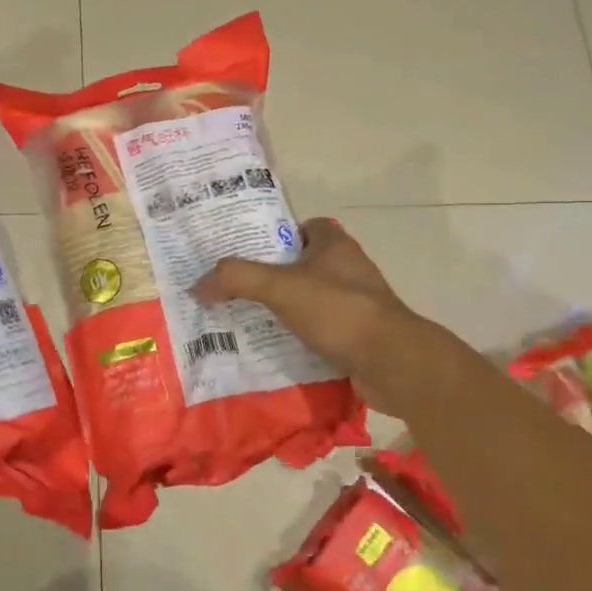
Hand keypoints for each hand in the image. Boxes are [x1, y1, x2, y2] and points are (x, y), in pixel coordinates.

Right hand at [194, 218, 451, 414]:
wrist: (393, 363)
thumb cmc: (338, 311)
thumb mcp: (280, 287)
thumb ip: (237, 279)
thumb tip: (198, 285)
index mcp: (336, 246)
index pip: (307, 227)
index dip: (280, 235)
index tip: (251, 251)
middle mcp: (350, 270)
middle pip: (306, 265)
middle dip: (275, 276)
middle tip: (239, 288)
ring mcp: (357, 305)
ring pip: (313, 300)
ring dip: (287, 309)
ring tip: (249, 319)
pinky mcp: (359, 336)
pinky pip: (322, 331)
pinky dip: (301, 338)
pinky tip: (275, 348)